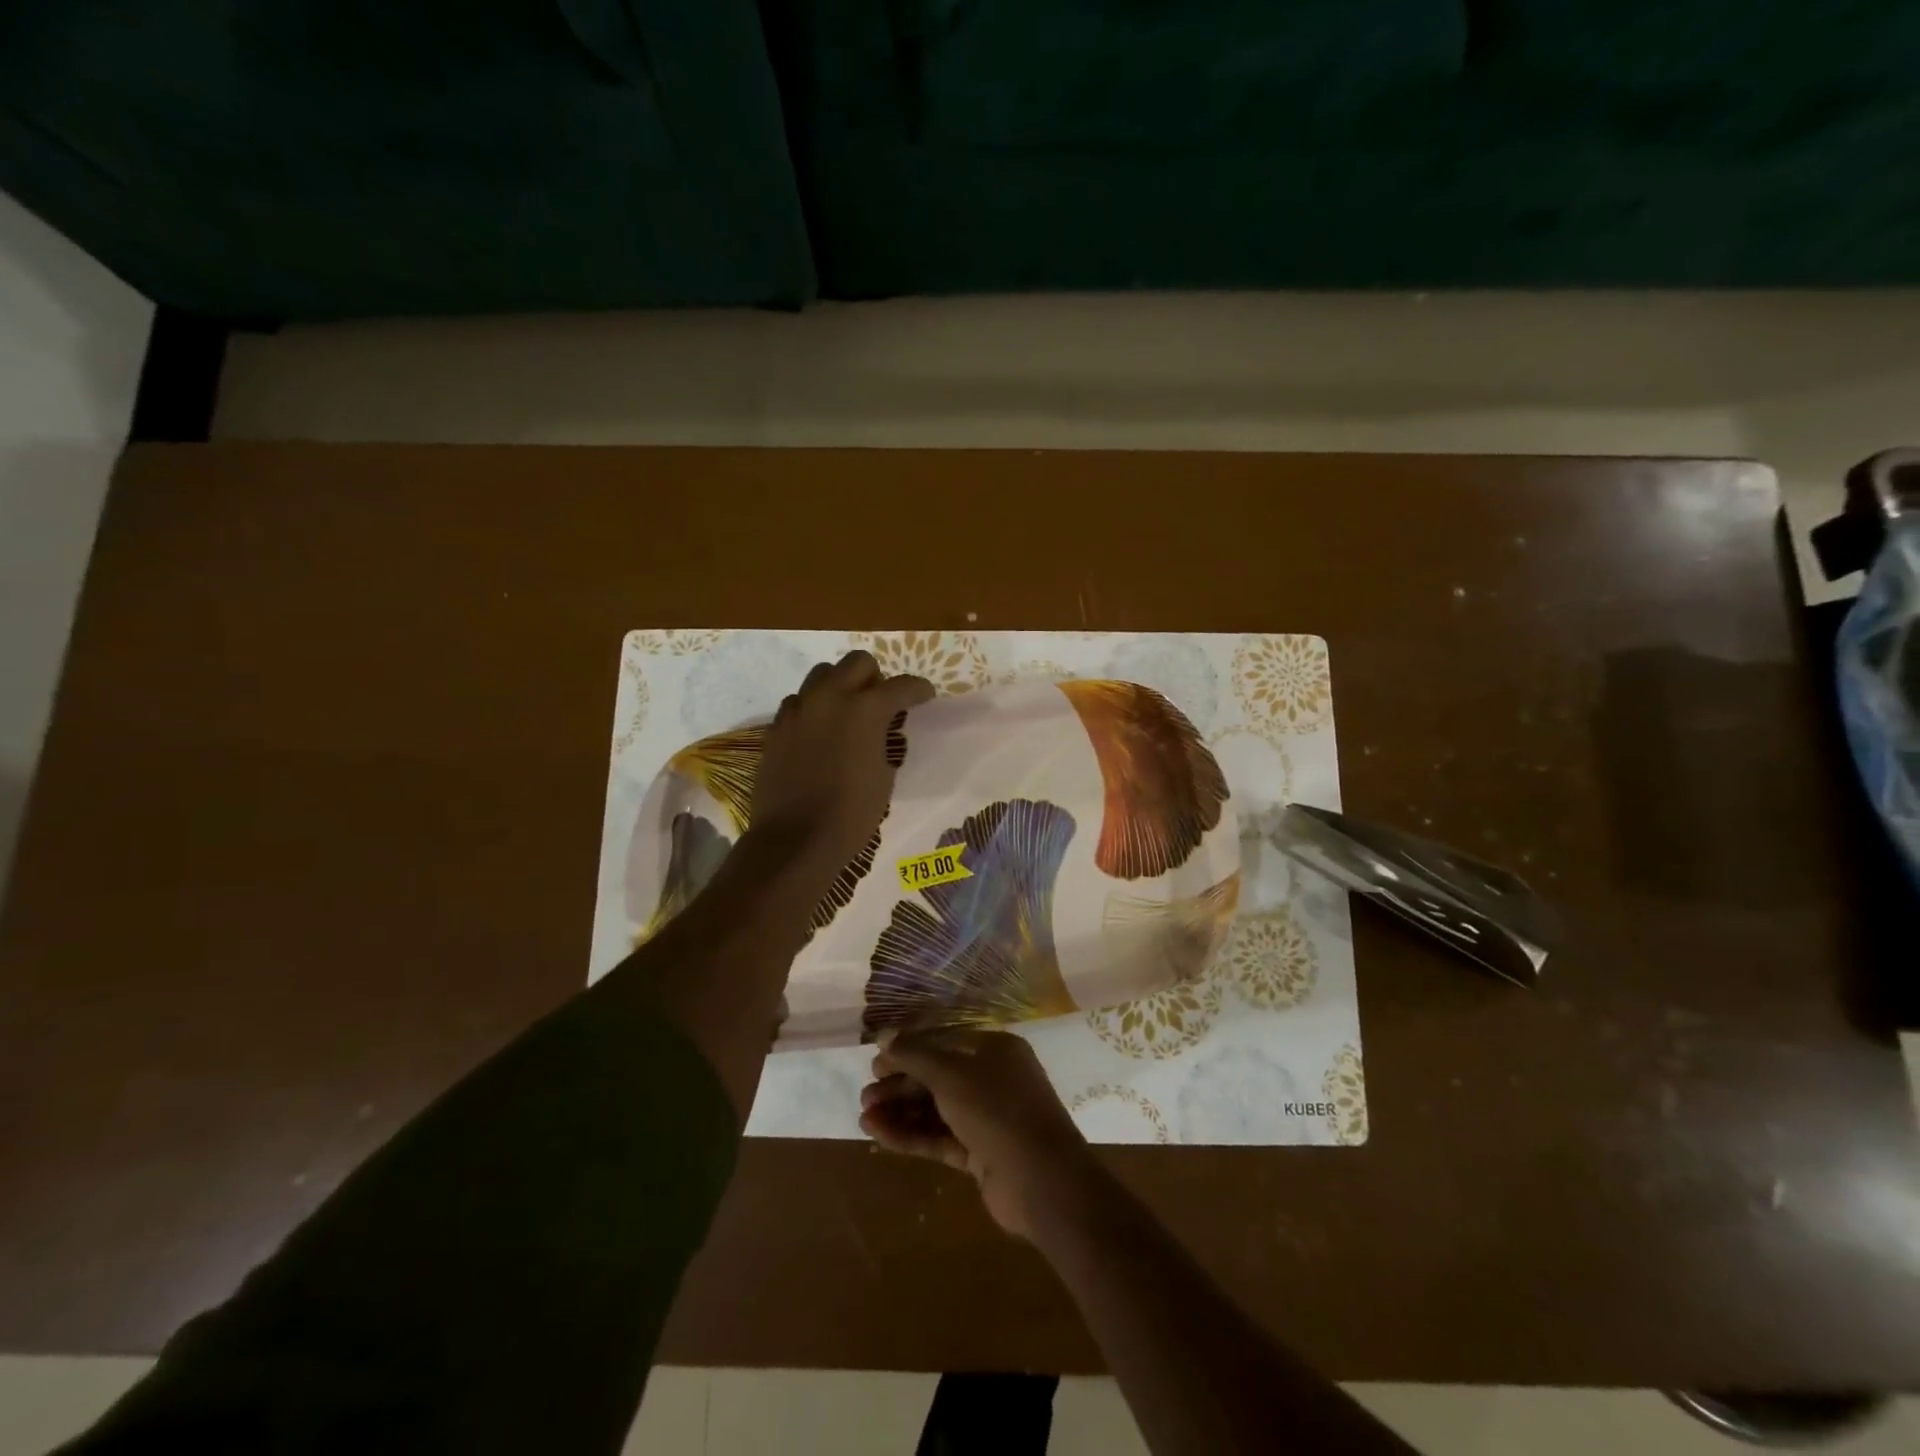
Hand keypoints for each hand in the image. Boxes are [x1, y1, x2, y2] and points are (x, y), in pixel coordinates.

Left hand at [750, 651, 933, 875]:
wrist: (795, 839)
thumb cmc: (851, 813)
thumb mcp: (883, 776)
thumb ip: (883, 741)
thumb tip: (878, 731)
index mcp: (865, 710)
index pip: (901, 685)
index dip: (919, 690)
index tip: (925, 697)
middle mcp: (830, 698)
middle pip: (857, 662)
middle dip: (875, 677)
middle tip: (881, 701)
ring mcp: (798, 710)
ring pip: (821, 675)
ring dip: (840, 686)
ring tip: (846, 712)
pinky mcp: (776, 727)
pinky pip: (798, 702)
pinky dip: (813, 708)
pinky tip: (818, 732)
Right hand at [860, 1030, 1104, 1241]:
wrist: (1043, 1182)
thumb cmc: (998, 1111)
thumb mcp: (952, 1075)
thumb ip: (916, 1054)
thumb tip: (883, 1033)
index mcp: (995, 1050)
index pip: (944, 1041)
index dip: (909, 1050)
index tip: (876, 1062)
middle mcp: (993, 1079)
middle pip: (938, 1076)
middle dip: (901, 1085)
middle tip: (866, 1094)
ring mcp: (987, 1118)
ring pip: (936, 1109)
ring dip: (901, 1112)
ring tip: (864, 1118)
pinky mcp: (980, 1153)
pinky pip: (940, 1138)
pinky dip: (912, 1136)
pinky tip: (880, 1136)